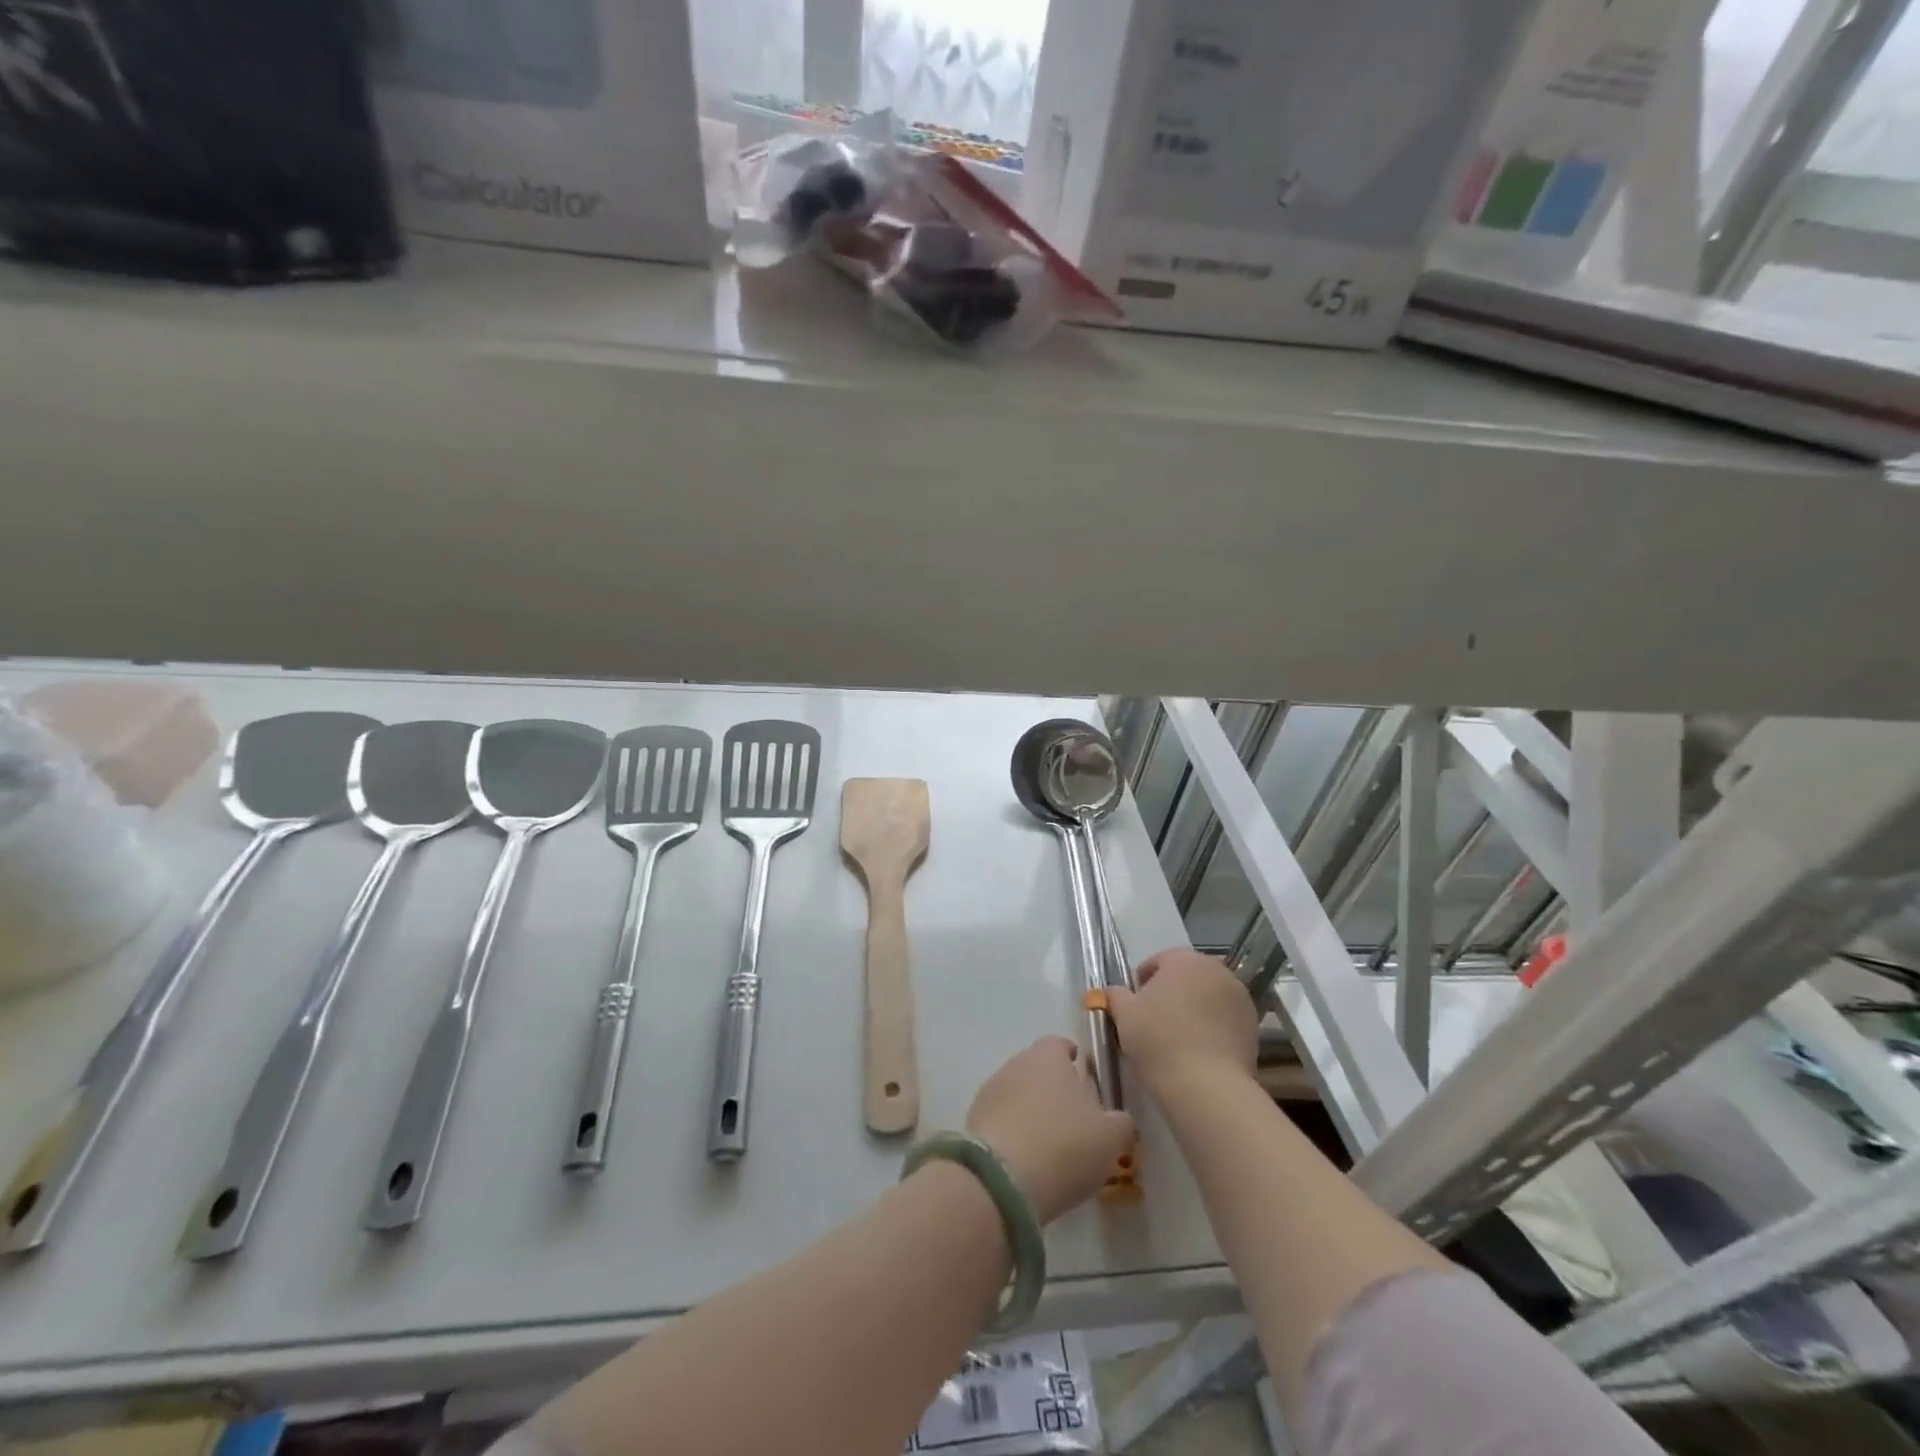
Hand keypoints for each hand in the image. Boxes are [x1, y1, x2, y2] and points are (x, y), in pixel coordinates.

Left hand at [966, 1037, 1135, 1222]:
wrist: (1003, 1179)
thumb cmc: (1065, 1146)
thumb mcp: (1111, 1138)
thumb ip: (1121, 1123)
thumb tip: (1119, 1119)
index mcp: (1049, 1056)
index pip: (1060, 1044)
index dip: (1074, 1060)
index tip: (1085, 1079)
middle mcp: (1016, 1063)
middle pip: (1038, 1069)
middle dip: (1054, 1089)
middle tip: (1073, 1120)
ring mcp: (991, 1090)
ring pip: (1018, 1094)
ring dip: (1031, 1111)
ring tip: (1049, 1144)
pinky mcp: (974, 1120)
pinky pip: (1001, 1120)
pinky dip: (1013, 1132)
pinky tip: (1026, 1159)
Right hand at [1108, 949, 1257, 1091]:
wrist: (1205, 1085)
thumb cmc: (1158, 1039)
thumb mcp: (1124, 1014)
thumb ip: (1114, 995)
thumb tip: (1110, 992)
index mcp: (1184, 959)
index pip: (1159, 961)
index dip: (1142, 982)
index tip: (1134, 1006)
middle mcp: (1217, 970)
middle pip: (1187, 977)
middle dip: (1171, 993)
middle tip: (1153, 1021)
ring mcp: (1240, 998)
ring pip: (1208, 997)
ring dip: (1194, 1009)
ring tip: (1178, 1038)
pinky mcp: (1254, 1026)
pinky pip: (1225, 1019)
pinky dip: (1212, 1028)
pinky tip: (1198, 1050)